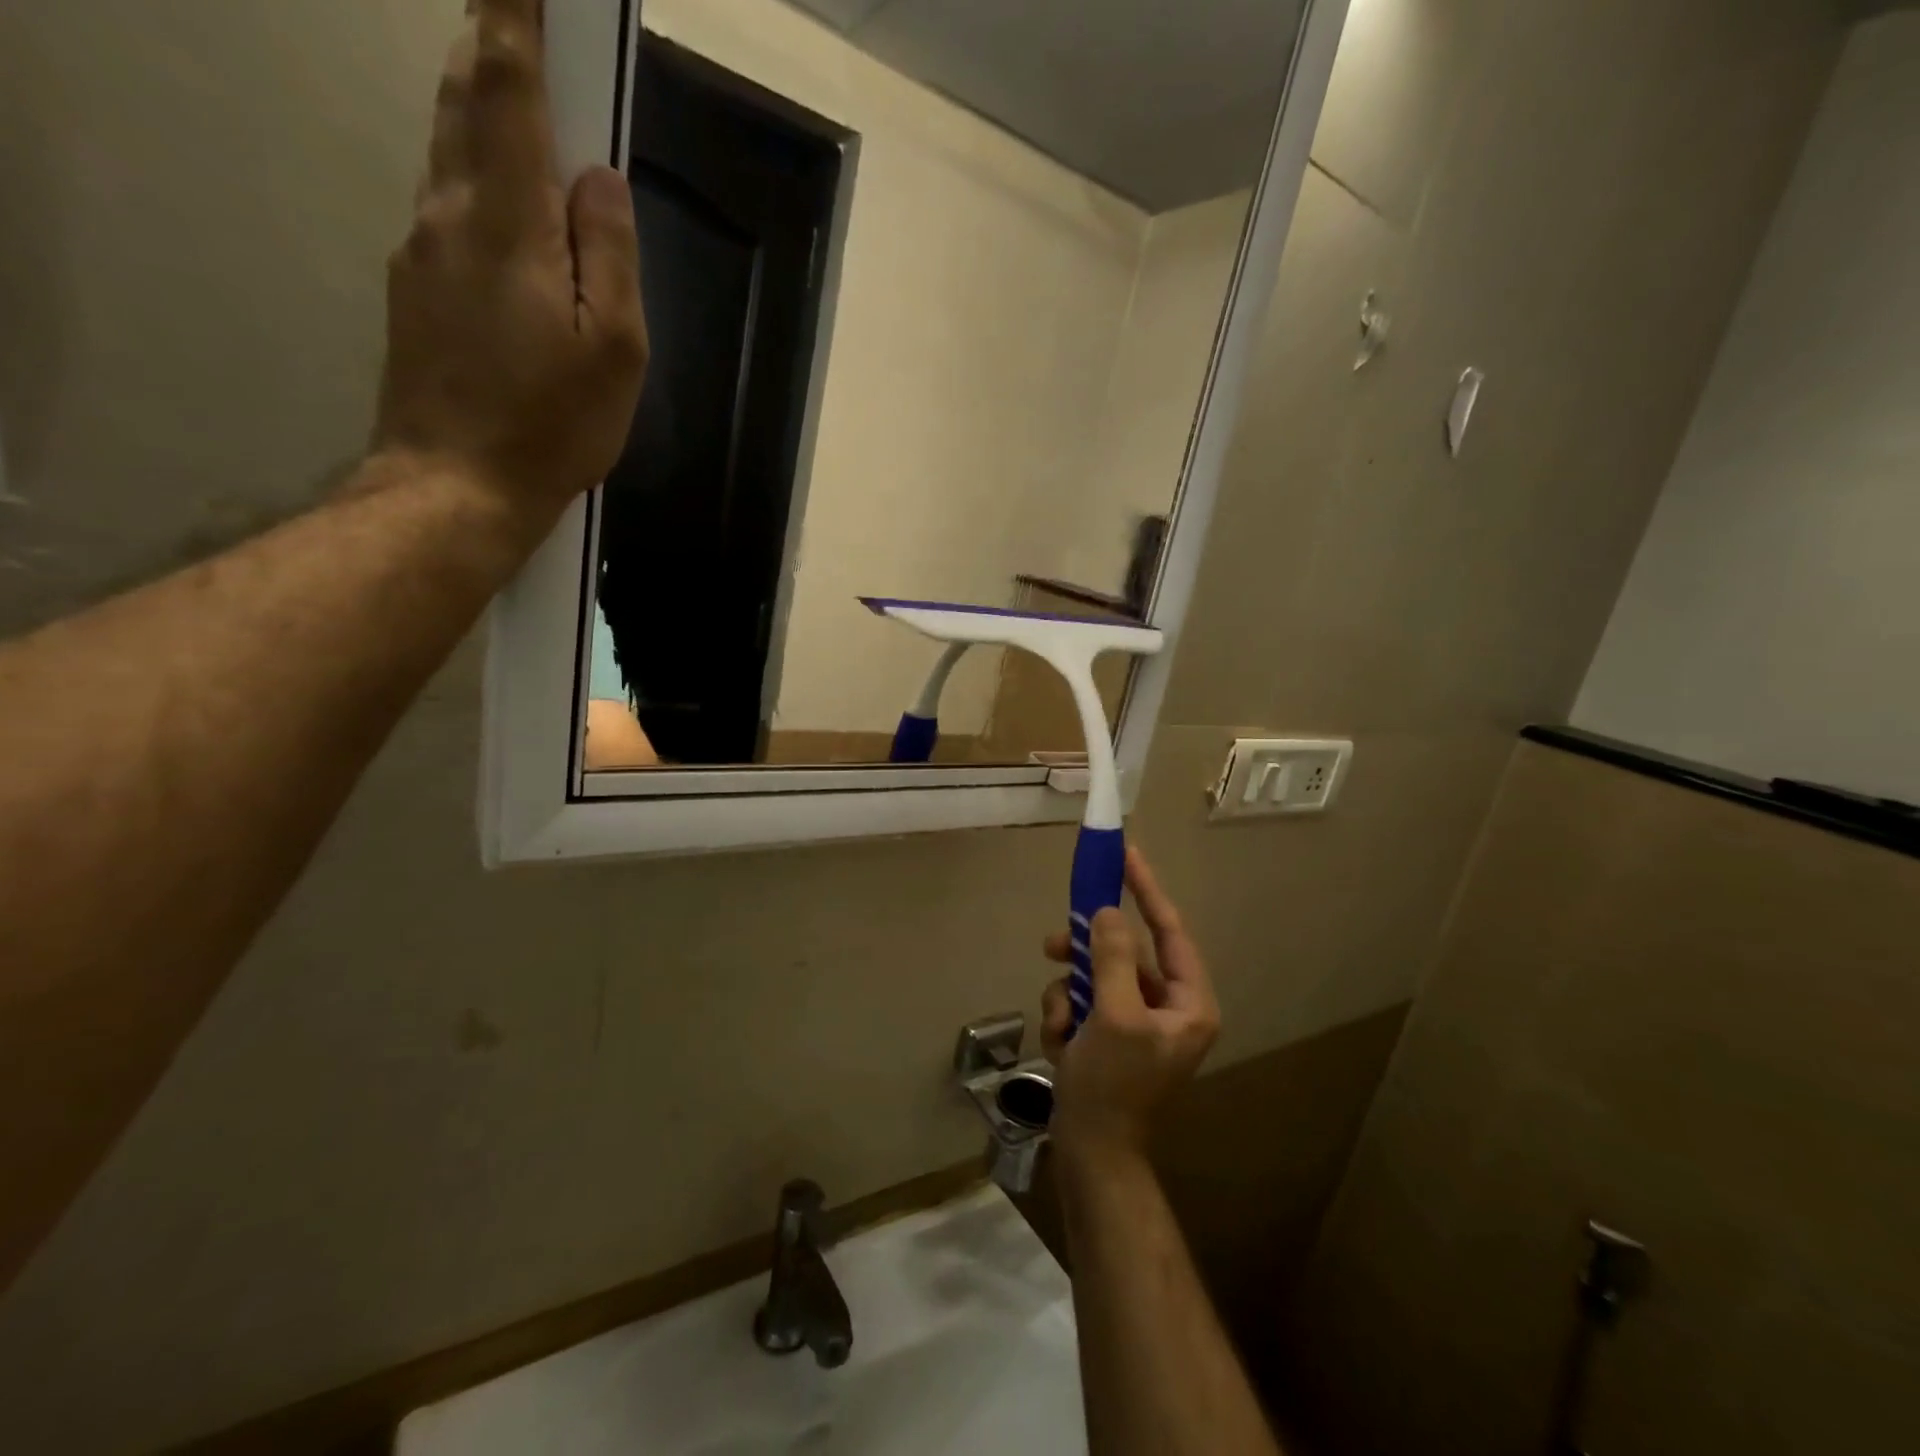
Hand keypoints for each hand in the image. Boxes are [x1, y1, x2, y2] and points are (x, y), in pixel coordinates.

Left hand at [372, 0, 648, 531]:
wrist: (456, 485)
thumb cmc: (552, 424)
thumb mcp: (615, 350)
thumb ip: (611, 256)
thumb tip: (599, 179)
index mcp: (508, 222)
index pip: (506, 88)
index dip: (514, 18)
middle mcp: (449, 215)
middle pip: (463, 103)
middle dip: (490, 50)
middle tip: (516, 20)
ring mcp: (421, 252)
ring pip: (449, 154)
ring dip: (480, 113)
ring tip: (517, 106)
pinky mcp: (413, 291)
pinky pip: (448, 211)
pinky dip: (477, 183)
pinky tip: (506, 213)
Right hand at [1040, 847, 1219, 1161]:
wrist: (1091, 1152)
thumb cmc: (1113, 1086)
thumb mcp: (1114, 1017)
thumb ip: (1112, 958)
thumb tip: (1109, 912)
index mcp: (1189, 1002)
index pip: (1169, 930)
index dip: (1147, 890)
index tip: (1126, 855)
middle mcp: (1168, 1006)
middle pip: (1123, 952)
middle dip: (1087, 954)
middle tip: (1056, 944)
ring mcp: (1136, 1019)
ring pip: (1096, 974)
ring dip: (1069, 993)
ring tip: (1059, 1023)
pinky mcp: (1108, 1033)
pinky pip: (1082, 1000)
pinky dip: (1065, 1015)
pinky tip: (1061, 1043)